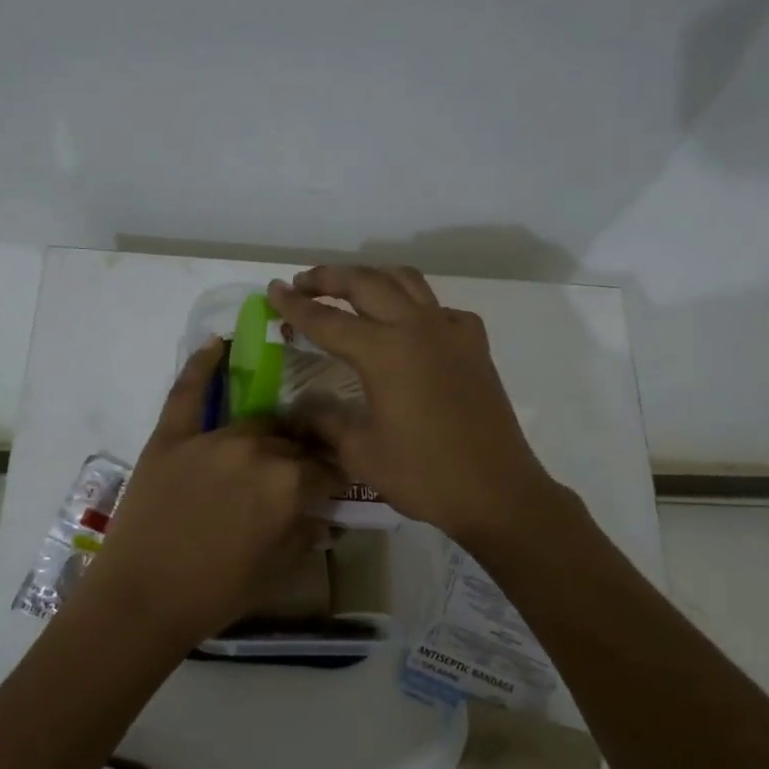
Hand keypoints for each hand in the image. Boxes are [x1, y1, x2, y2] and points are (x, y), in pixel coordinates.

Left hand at [73, 339, 344, 647]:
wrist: (141, 600)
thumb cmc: (215, 593)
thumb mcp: (277, 569)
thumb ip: (307, 533)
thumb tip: (325, 515)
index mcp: (290, 484)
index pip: (326, 469)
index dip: (332, 480)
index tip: (331, 488)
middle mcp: (257, 449)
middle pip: (292, 441)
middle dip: (300, 457)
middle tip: (295, 474)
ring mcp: (211, 438)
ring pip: (255, 421)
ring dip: (268, 433)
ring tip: (269, 443)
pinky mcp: (171, 437)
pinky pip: (188, 392)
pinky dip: (202, 364)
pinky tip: (217, 342)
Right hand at [266, 265, 560, 545]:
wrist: (496, 491)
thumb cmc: (424, 475)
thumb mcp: (361, 453)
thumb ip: (325, 422)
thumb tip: (300, 409)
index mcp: (383, 351)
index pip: (327, 320)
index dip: (295, 306)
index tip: (273, 290)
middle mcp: (416, 327)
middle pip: (365, 283)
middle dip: (329, 278)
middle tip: (303, 283)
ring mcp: (450, 331)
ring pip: (406, 281)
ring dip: (372, 277)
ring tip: (350, 289)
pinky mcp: (474, 345)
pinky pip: (439, 308)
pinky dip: (415, 304)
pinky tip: (408, 326)